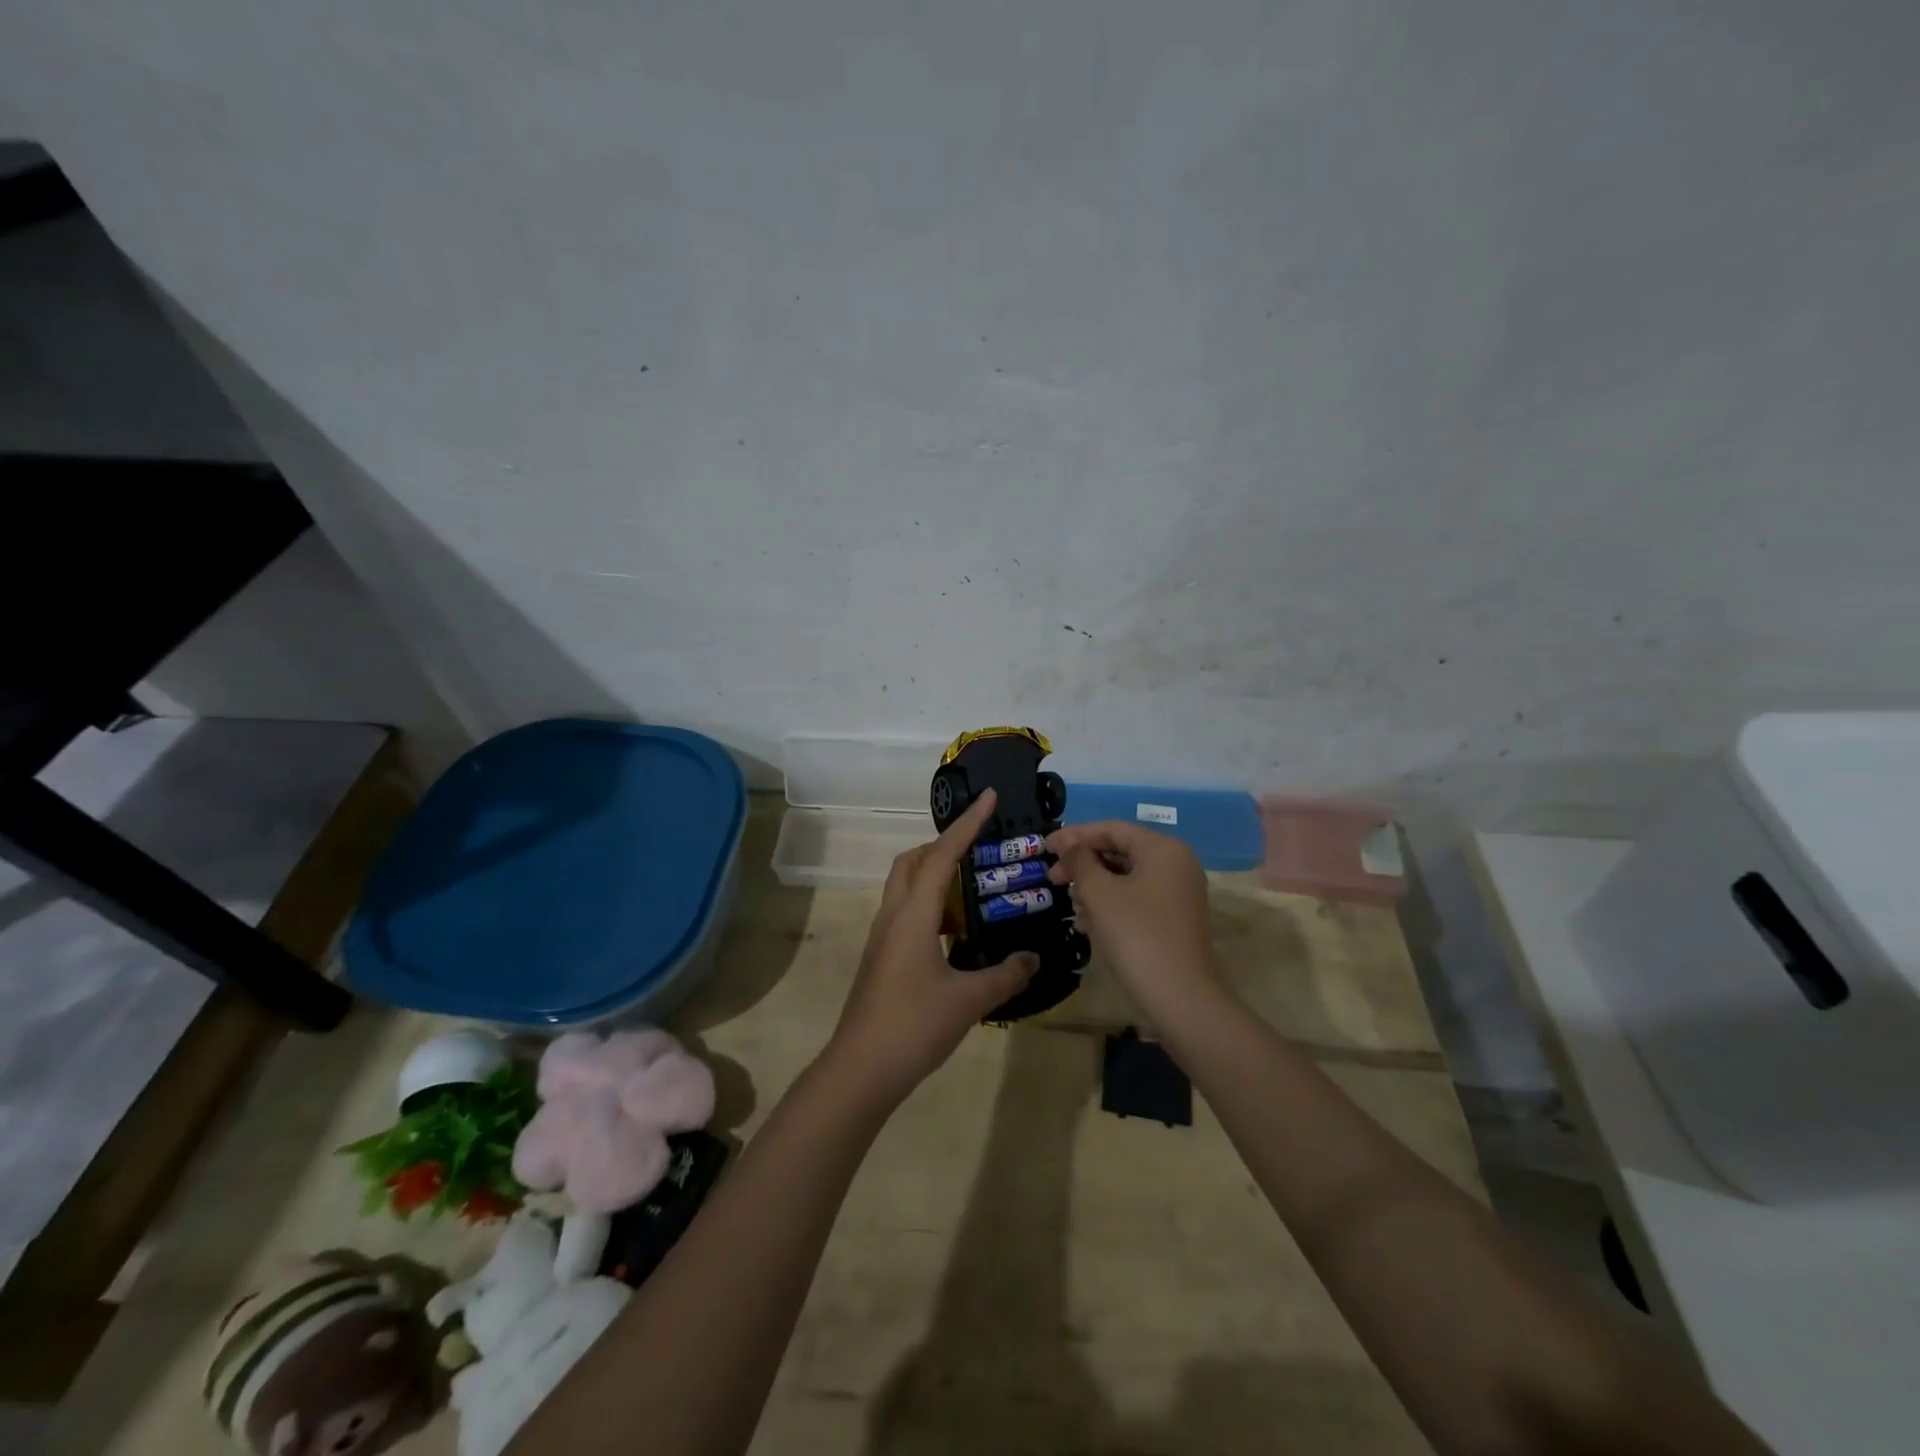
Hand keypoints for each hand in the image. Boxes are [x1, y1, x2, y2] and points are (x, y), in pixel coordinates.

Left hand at [825, 789, 1038, 1107]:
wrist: (861, 1069)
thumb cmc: (914, 1025)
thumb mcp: (969, 1000)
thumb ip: (1005, 975)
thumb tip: (1032, 958)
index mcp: (913, 915)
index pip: (941, 855)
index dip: (967, 824)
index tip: (989, 798)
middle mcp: (893, 916)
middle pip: (912, 862)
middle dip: (943, 846)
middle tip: (978, 852)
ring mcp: (882, 937)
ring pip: (906, 888)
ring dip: (936, 879)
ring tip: (974, 895)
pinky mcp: (881, 957)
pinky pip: (906, 914)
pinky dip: (931, 909)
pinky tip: (956, 936)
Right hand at [1046, 821, 1218, 1013]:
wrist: (1180, 998)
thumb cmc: (1136, 935)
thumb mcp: (1099, 893)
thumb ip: (1080, 861)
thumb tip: (1072, 848)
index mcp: (1163, 849)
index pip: (1112, 829)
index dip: (1074, 836)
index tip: (1044, 847)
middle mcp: (1176, 864)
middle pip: (1120, 851)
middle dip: (1083, 864)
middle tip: (1052, 877)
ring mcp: (1178, 894)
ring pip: (1126, 877)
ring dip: (1094, 886)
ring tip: (1070, 904)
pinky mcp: (1174, 919)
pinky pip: (1136, 899)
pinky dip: (1110, 904)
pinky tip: (1087, 923)